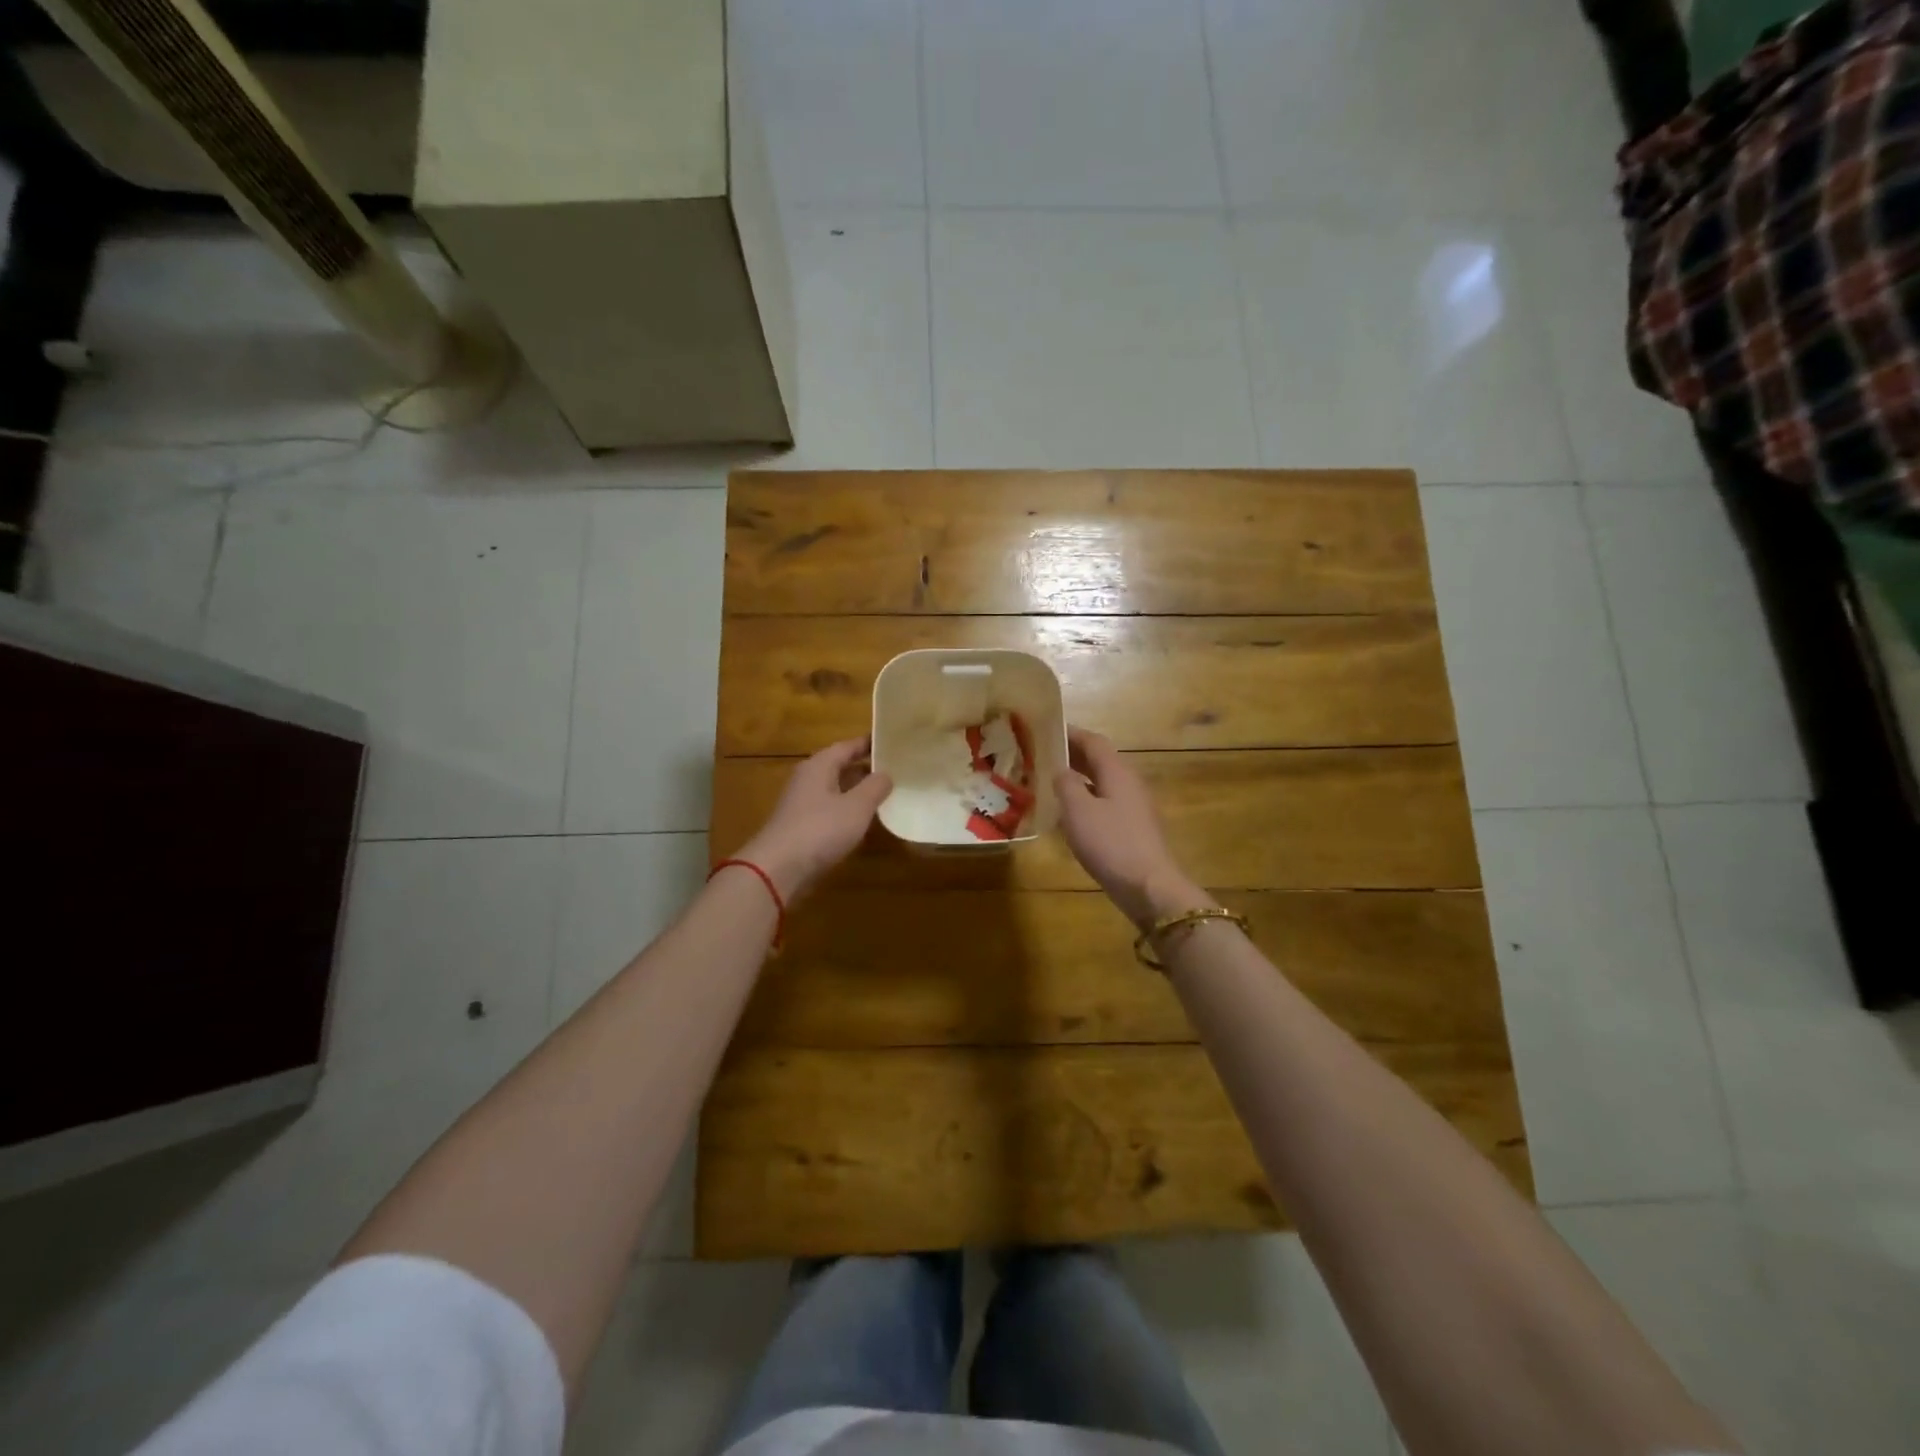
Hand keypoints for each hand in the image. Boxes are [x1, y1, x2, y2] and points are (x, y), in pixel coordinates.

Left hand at [738, 737, 892, 900]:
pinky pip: (829, 809)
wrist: (778, 868)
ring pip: (835, 788)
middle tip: (895, 769)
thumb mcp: (857, 806)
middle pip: (840, 766)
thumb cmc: (821, 829)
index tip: (892, 741)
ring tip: (885, 794)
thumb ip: (875, 787)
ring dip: (857, 790)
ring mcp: (802, 803)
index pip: (848, 746)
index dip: (870, 743)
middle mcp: (808, 778)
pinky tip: (862, 820)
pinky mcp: (801, 825)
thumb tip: (886, 773)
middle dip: (865, 767)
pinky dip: (847, 809)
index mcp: (819, 765)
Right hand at [1054, 726, 1209, 928]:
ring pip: (1103, 782)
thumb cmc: (1111, 843)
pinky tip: (1070, 813)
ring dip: (1079, 778)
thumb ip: (1066, 784)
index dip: (1071, 733)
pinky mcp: (1133, 828)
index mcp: (1117, 772)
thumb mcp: (1078, 811)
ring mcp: (1134, 806)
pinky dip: (1086, 798)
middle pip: (1100, 760)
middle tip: (1043, 755)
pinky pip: (1106, 802)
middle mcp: (1129, 783)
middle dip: (1073, 754)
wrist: (1148, 886)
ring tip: (1051, 782)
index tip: (1046, 729)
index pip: (1094, 741)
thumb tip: (1061, 770)